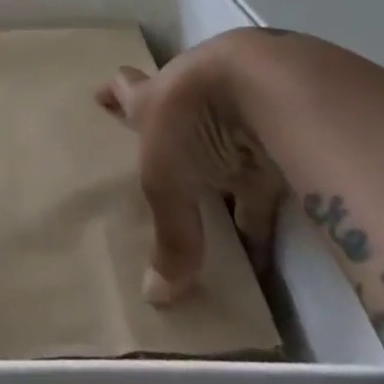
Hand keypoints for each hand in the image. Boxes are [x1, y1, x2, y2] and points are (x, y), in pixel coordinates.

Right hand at [97, 49, 285, 302]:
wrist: (271, 85)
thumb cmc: (194, 120)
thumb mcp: (169, 181)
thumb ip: (169, 235)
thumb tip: (156, 297)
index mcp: (154, 97)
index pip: (127, 90)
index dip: (114, 94)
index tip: (100, 95)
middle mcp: (192, 97)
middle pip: (178, 112)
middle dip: (173, 132)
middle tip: (165, 156)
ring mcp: (239, 108)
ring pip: (226, 142)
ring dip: (224, 171)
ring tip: (220, 213)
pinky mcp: (283, 130)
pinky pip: (268, 172)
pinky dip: (266, 205)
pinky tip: (268, 245)